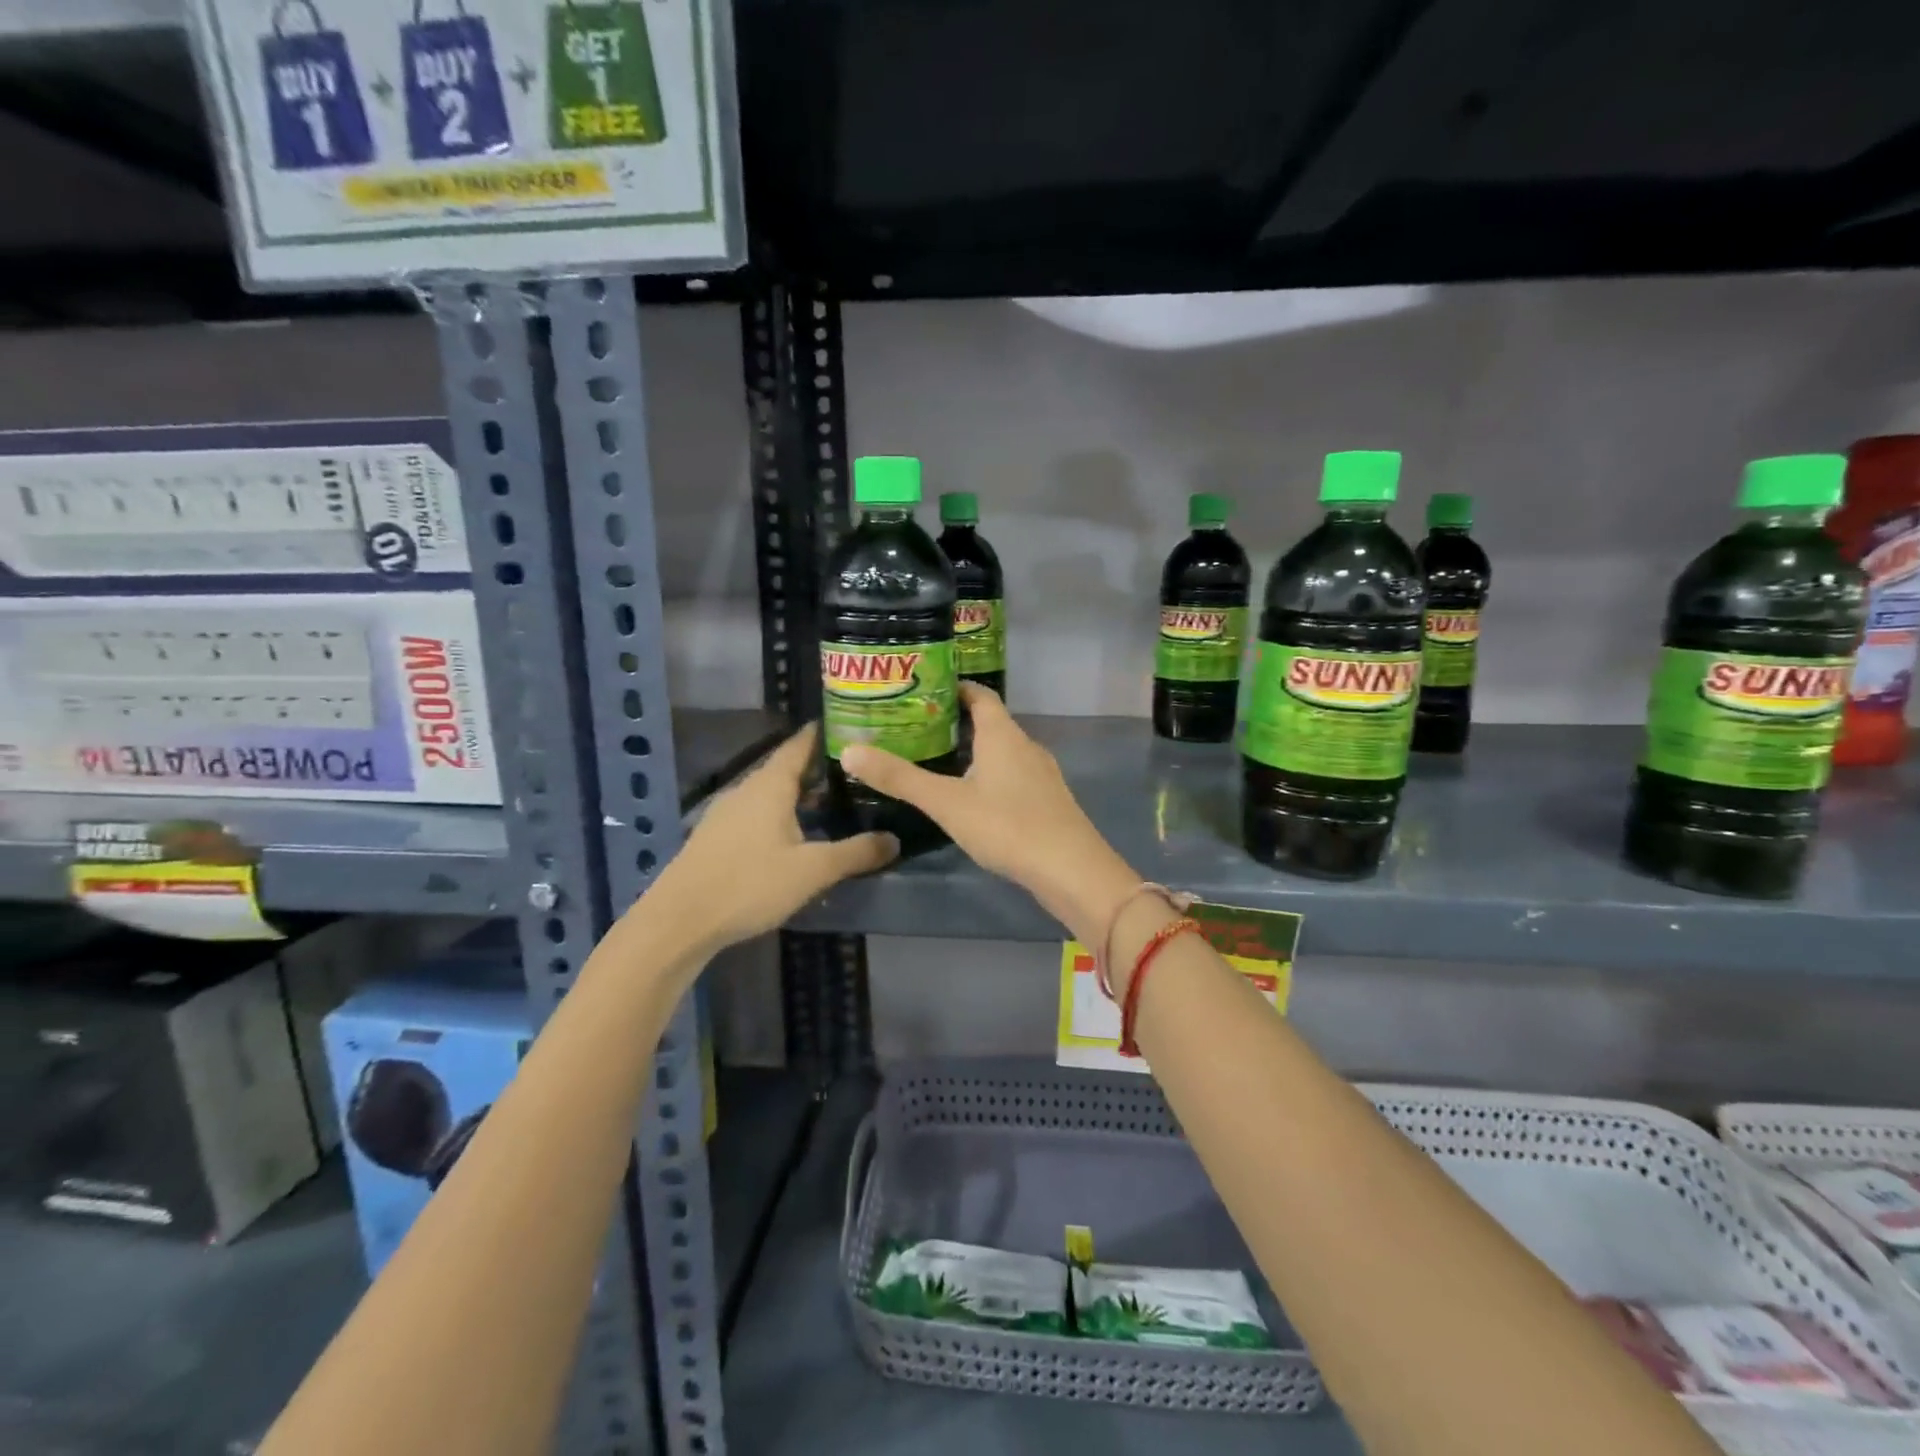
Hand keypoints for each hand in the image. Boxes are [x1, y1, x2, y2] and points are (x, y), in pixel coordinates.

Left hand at [645, 725, 895, 955]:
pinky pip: (757, 813)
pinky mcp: (717, 837)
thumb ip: (856, 853)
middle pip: (787, 768)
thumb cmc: (750, 884)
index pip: (800, 744)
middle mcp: (747, 789)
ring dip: (800, 794)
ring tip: (834, 802)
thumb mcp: (813, 870)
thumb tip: (895, 839)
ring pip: (771, 793)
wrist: (680, 920)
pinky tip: (797, 835)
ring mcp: (727, 813)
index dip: (825, 733)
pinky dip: (782, 814)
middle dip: (819, 767)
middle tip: (857, 770)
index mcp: (770, 785)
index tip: (854, 726)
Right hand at [840, 684, 1138, 946]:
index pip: (979, 695)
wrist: (1071, 870)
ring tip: (937, 761)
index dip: (954, 688)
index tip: (923, 689)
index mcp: (1003, 734)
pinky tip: (971, 799)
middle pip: (990, 722)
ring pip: (1002, 752)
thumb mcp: (946, 802)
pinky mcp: (1047, 801)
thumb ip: (899, 778)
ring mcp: (1041, 774)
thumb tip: (849, 750)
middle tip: (917, 728)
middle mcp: (1025, 746)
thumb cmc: (1008, 826)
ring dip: (973, 751)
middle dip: (956, 722)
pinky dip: (989, 776)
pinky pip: (1012, 776)